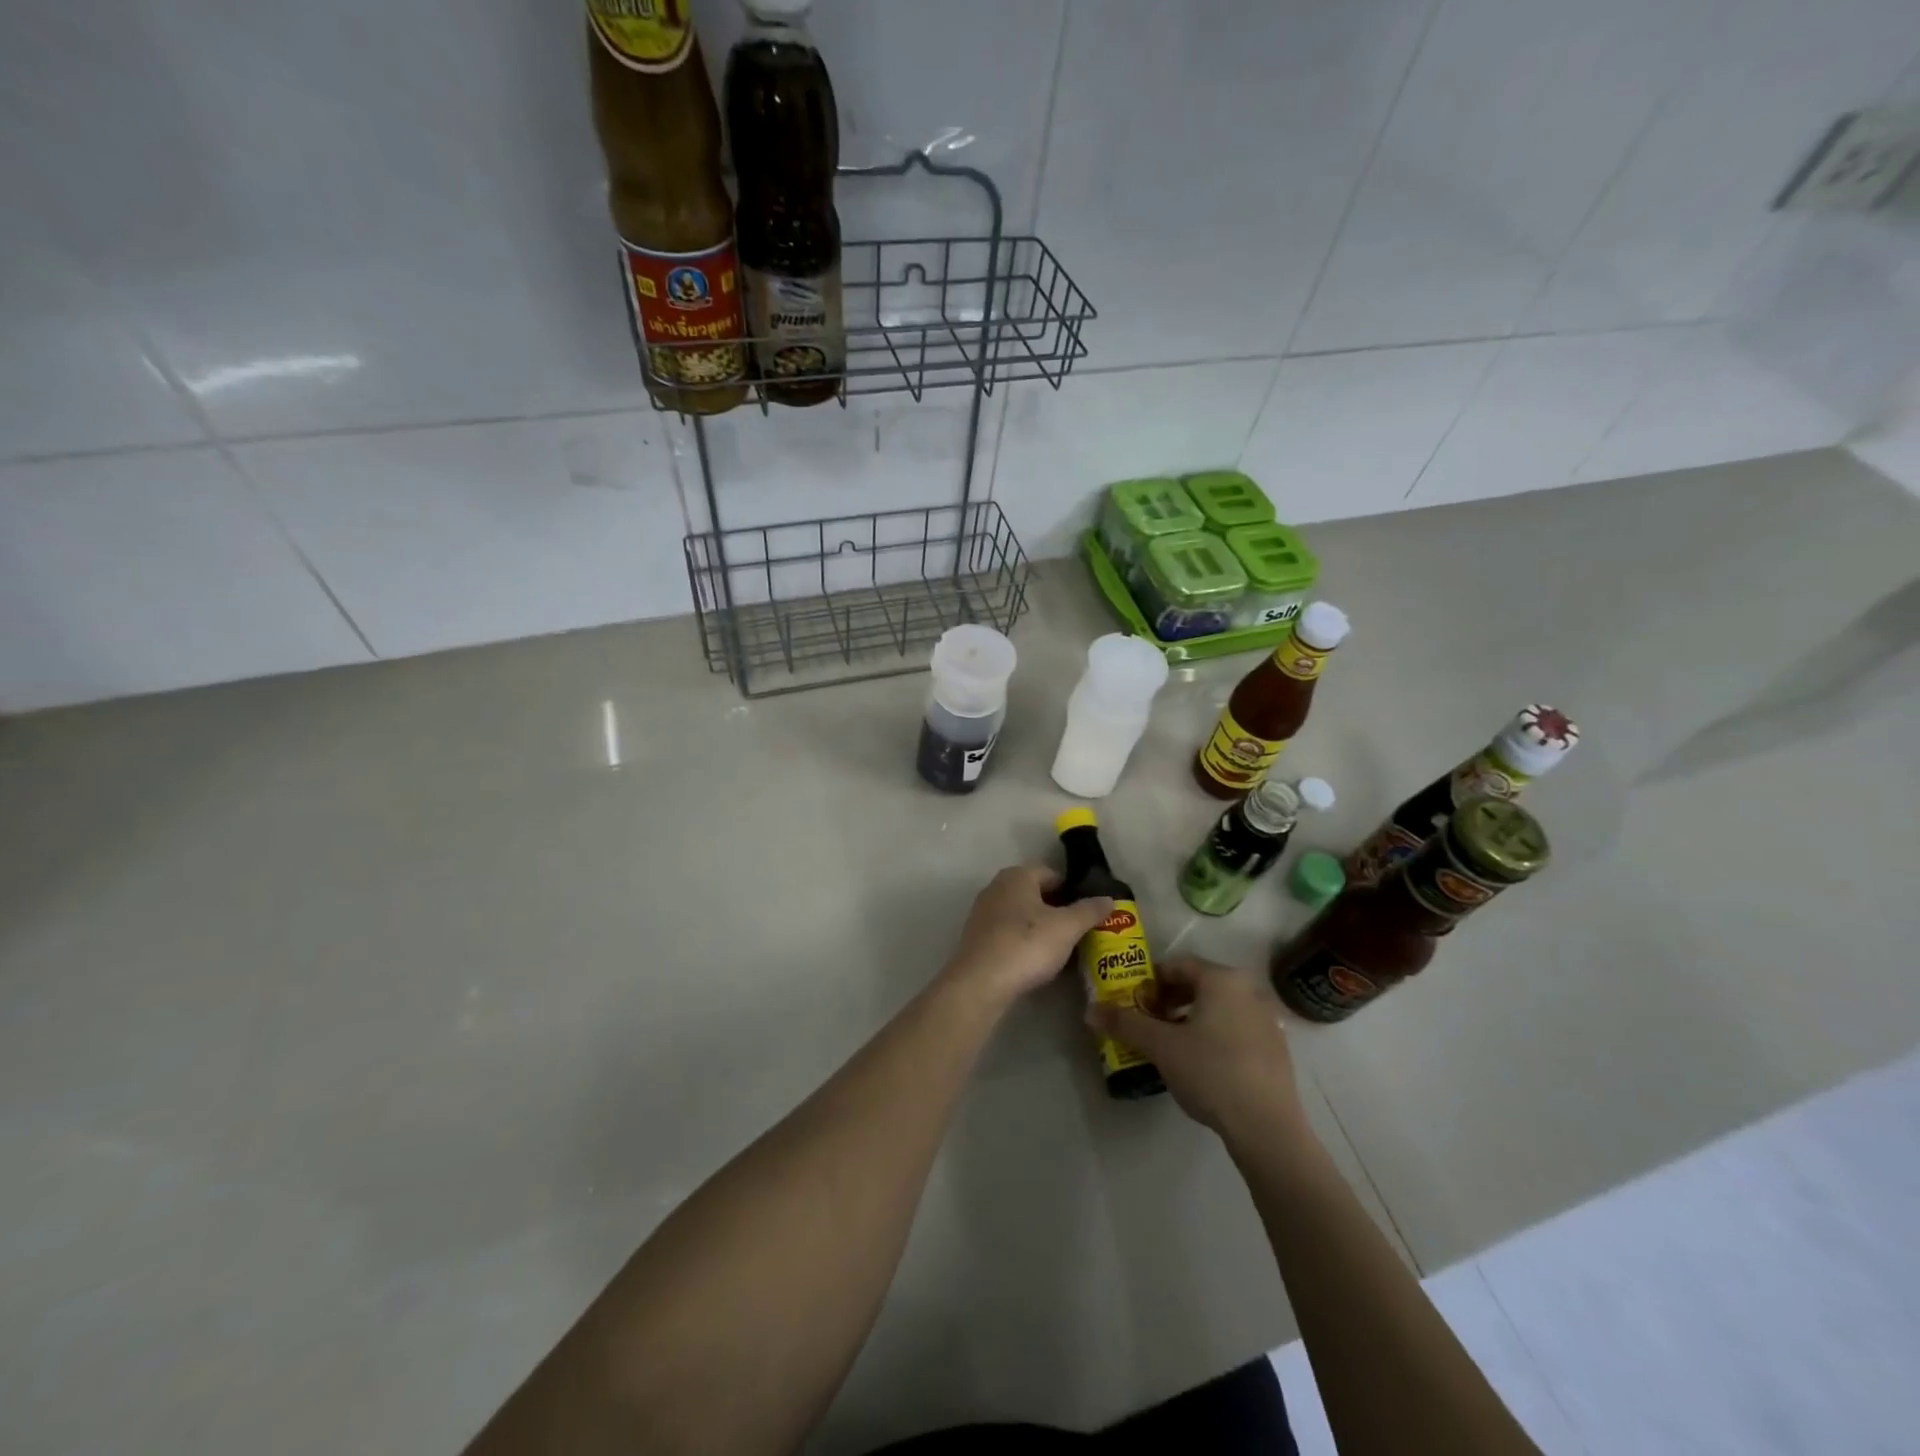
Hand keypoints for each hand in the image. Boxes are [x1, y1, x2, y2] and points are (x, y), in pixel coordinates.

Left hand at [941, 865, 1113, 1005]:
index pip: (1053, 874)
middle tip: (1081, 932)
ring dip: (1042, 927)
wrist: (981, 983)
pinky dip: (1024, 941)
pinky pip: (1008, 933)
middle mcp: (996, 887)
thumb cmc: (1026, 944)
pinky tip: (1037, 961)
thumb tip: (1109, 898)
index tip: (1090, 912)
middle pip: (1036, 894)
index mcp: (1017, 876)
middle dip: (1059, 910)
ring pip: (1022, 914)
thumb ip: (1089, 910)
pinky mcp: (977, 938)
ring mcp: (983, 912)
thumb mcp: (1067, 927)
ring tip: (1063, 949)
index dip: (1074, 891)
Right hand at [1090, 956, 1313, 1144]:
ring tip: (1171, 1045)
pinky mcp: (1277, 1049)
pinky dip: (1215, 1035)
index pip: (1177, 965)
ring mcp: (1268, 1020)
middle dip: (1169, 1000)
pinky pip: (1237, 1028)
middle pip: (1199, 985)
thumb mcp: (1161, 1046)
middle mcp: (1249, 990)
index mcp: (1222, 979)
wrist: (1267, 1128)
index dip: (1150, 981)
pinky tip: (1203, 1065)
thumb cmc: (1211, 1072)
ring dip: (1191, 1019)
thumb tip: (1089, 1010)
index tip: (1133, 1001)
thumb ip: (1125, 1023)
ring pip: (1219, 1008)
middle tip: (1148, 1022)